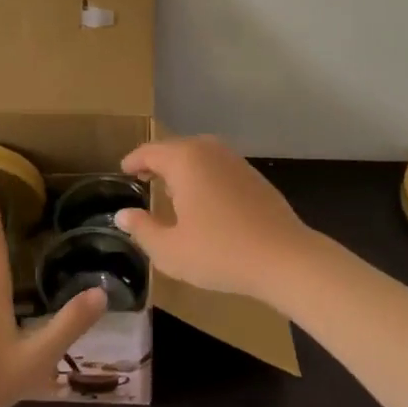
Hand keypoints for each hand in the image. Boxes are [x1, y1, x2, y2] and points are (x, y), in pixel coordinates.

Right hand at [114, 136, 318, 304]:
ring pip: (198, 156)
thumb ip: (142, 229)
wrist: (285, 258)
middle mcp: (209, 150)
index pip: (150, 151)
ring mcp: (235, 160)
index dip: (133, 161)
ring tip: (170, 191)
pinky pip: (217, 167)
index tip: (122, 171)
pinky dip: (203, 176)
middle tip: (142, 179)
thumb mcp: (170, 250)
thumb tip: (123, 214)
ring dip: (181, 169)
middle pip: (175, 149)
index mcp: (185, 160)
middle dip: (157, 162)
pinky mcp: (253, 175)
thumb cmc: (220, 253)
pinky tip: (203, 201)